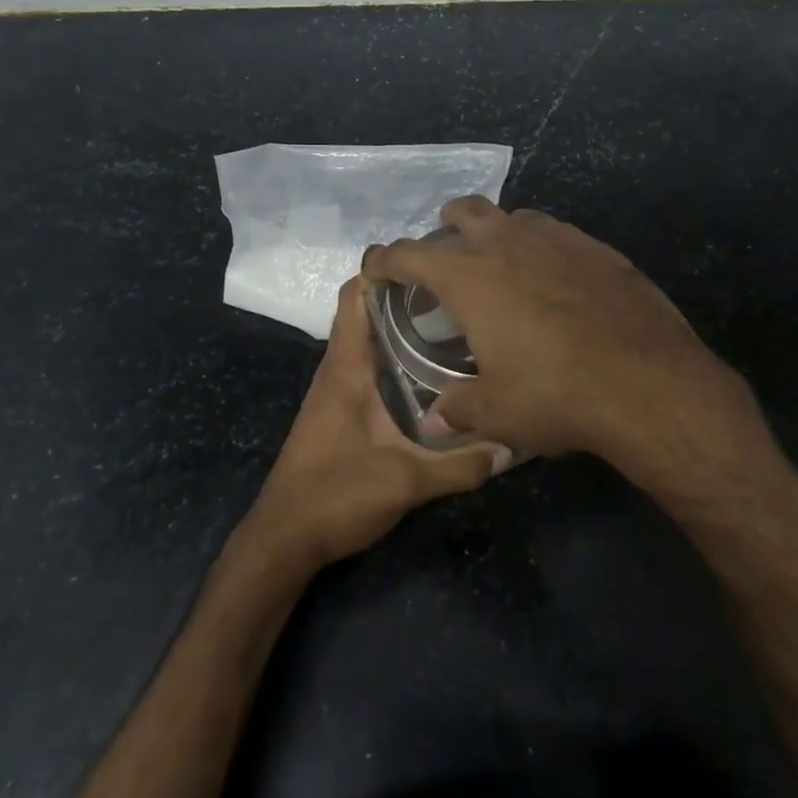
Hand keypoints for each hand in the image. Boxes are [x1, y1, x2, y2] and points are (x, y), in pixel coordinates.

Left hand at [243, 276, 510, 573]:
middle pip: (369, 311)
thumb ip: (462, 464)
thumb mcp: (406, 482)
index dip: (385, 268)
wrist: (284, 539)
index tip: (432, 259)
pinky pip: (374, 365)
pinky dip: (401, 356)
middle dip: (410, 295)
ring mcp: (340, 389)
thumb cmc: (335, 496)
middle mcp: (340, 368)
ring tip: (460, 322)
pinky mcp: (344, 410)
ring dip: (406, 326)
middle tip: (462, 290)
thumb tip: (514, 444)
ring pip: (373, 339)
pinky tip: (438, 372)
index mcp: (347, 367)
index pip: (355, 295)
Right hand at [362, 198, 753, 476]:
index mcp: (471, 276)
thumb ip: (459, 409)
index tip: (378, 270)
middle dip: (446, 226)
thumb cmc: (557, 394)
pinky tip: (556, 282)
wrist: (648, 382)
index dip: (386, 260)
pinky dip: (543, 249)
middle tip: (447, 255)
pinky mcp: (599, 248)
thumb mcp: (498, 412)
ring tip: (503, 267)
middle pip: (466, 211)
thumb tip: (434, 420)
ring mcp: (559, 239)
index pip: (410, 254)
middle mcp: (509, 243)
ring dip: (499, 234)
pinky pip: (557, 235)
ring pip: (516, 217)